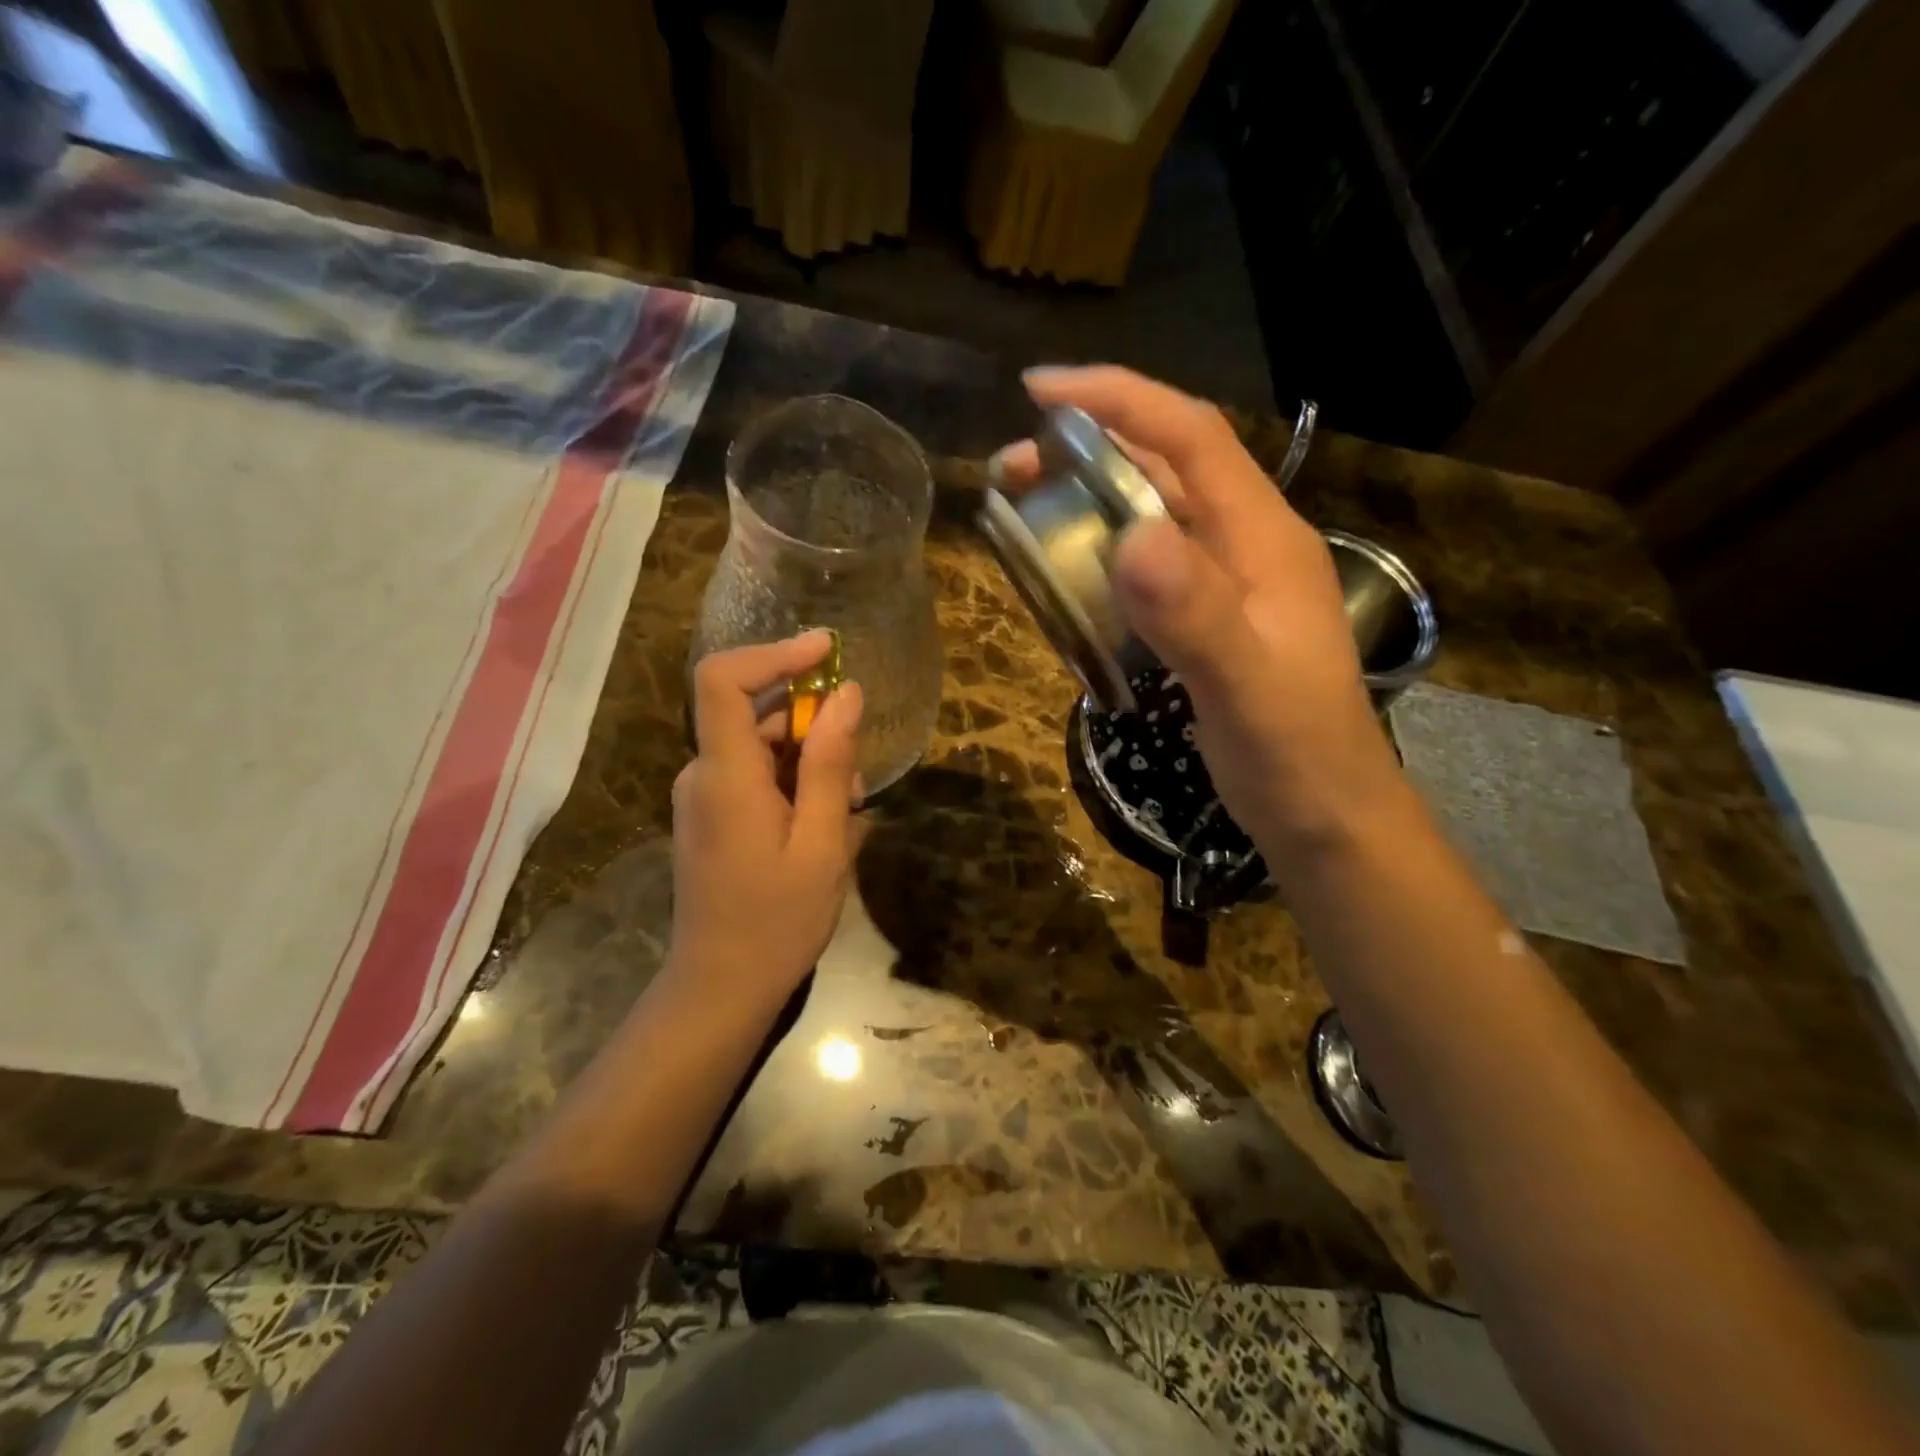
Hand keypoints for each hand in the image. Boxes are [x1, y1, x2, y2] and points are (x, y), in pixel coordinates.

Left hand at [669, 634, 863, 1011]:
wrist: (721, 988)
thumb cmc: (777, 920)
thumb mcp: (822, 842)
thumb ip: (831, 763)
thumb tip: (846, 693)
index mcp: (725, 775)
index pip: (723, 680)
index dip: (773, 653)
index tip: (827, 651)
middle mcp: (704, 775)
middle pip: (756, 716)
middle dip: (814, 729)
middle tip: (856, 779)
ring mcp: (704, 797)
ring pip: (762, 749)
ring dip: (811, 764)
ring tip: (847, 817)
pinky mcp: (712, 817)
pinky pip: (757, 778)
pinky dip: (795, 786)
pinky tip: (825, 829)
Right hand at [992, 366, 1409, 864]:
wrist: (1328, 818)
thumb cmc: (1296, 755)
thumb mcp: (1246, 688)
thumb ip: (1196, 614)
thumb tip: (1129, 536)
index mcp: (1263, 537)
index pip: (1191, 437)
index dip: (1118, 400)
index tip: (1039, 391)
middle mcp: (1246, 545)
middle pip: (1164, 468)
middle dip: (1087, 452)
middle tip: (1012, 469)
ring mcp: (1228, 584)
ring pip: (1153, 515)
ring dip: (1090, 501)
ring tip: (1026, 511)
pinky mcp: (1209, 621)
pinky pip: (1149, 566)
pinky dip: (1103, 553)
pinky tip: (1069, 576)